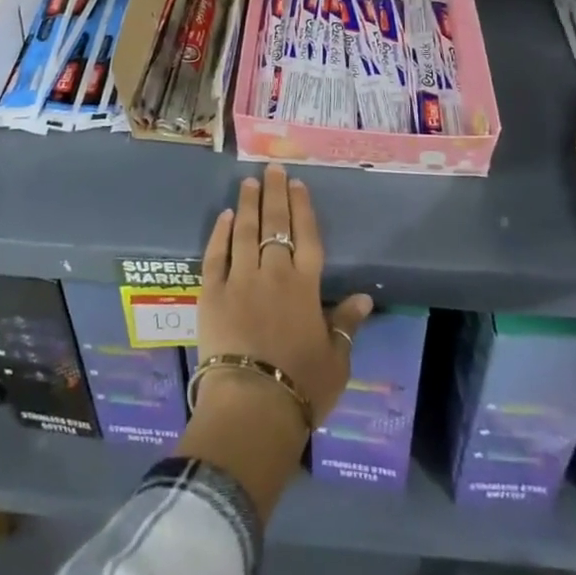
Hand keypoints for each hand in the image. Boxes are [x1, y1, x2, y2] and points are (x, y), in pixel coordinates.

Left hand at [198, 163, 373, 426]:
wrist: (251, 405)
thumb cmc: (301, 387)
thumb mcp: (336, 360)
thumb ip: (346, 324)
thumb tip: (364, 296)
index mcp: (305, 286)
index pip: (306, 236)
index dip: (302, 208)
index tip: (298, 184)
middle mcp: (273, 273)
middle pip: (275, 224)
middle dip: (274, 193)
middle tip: (272, 168)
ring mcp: (239, 280)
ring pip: (244, 232)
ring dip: (247, 204)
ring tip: (248, 182)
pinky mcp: (211, 293)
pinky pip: (216, 255)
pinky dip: (220, 234)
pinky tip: (224, 217)